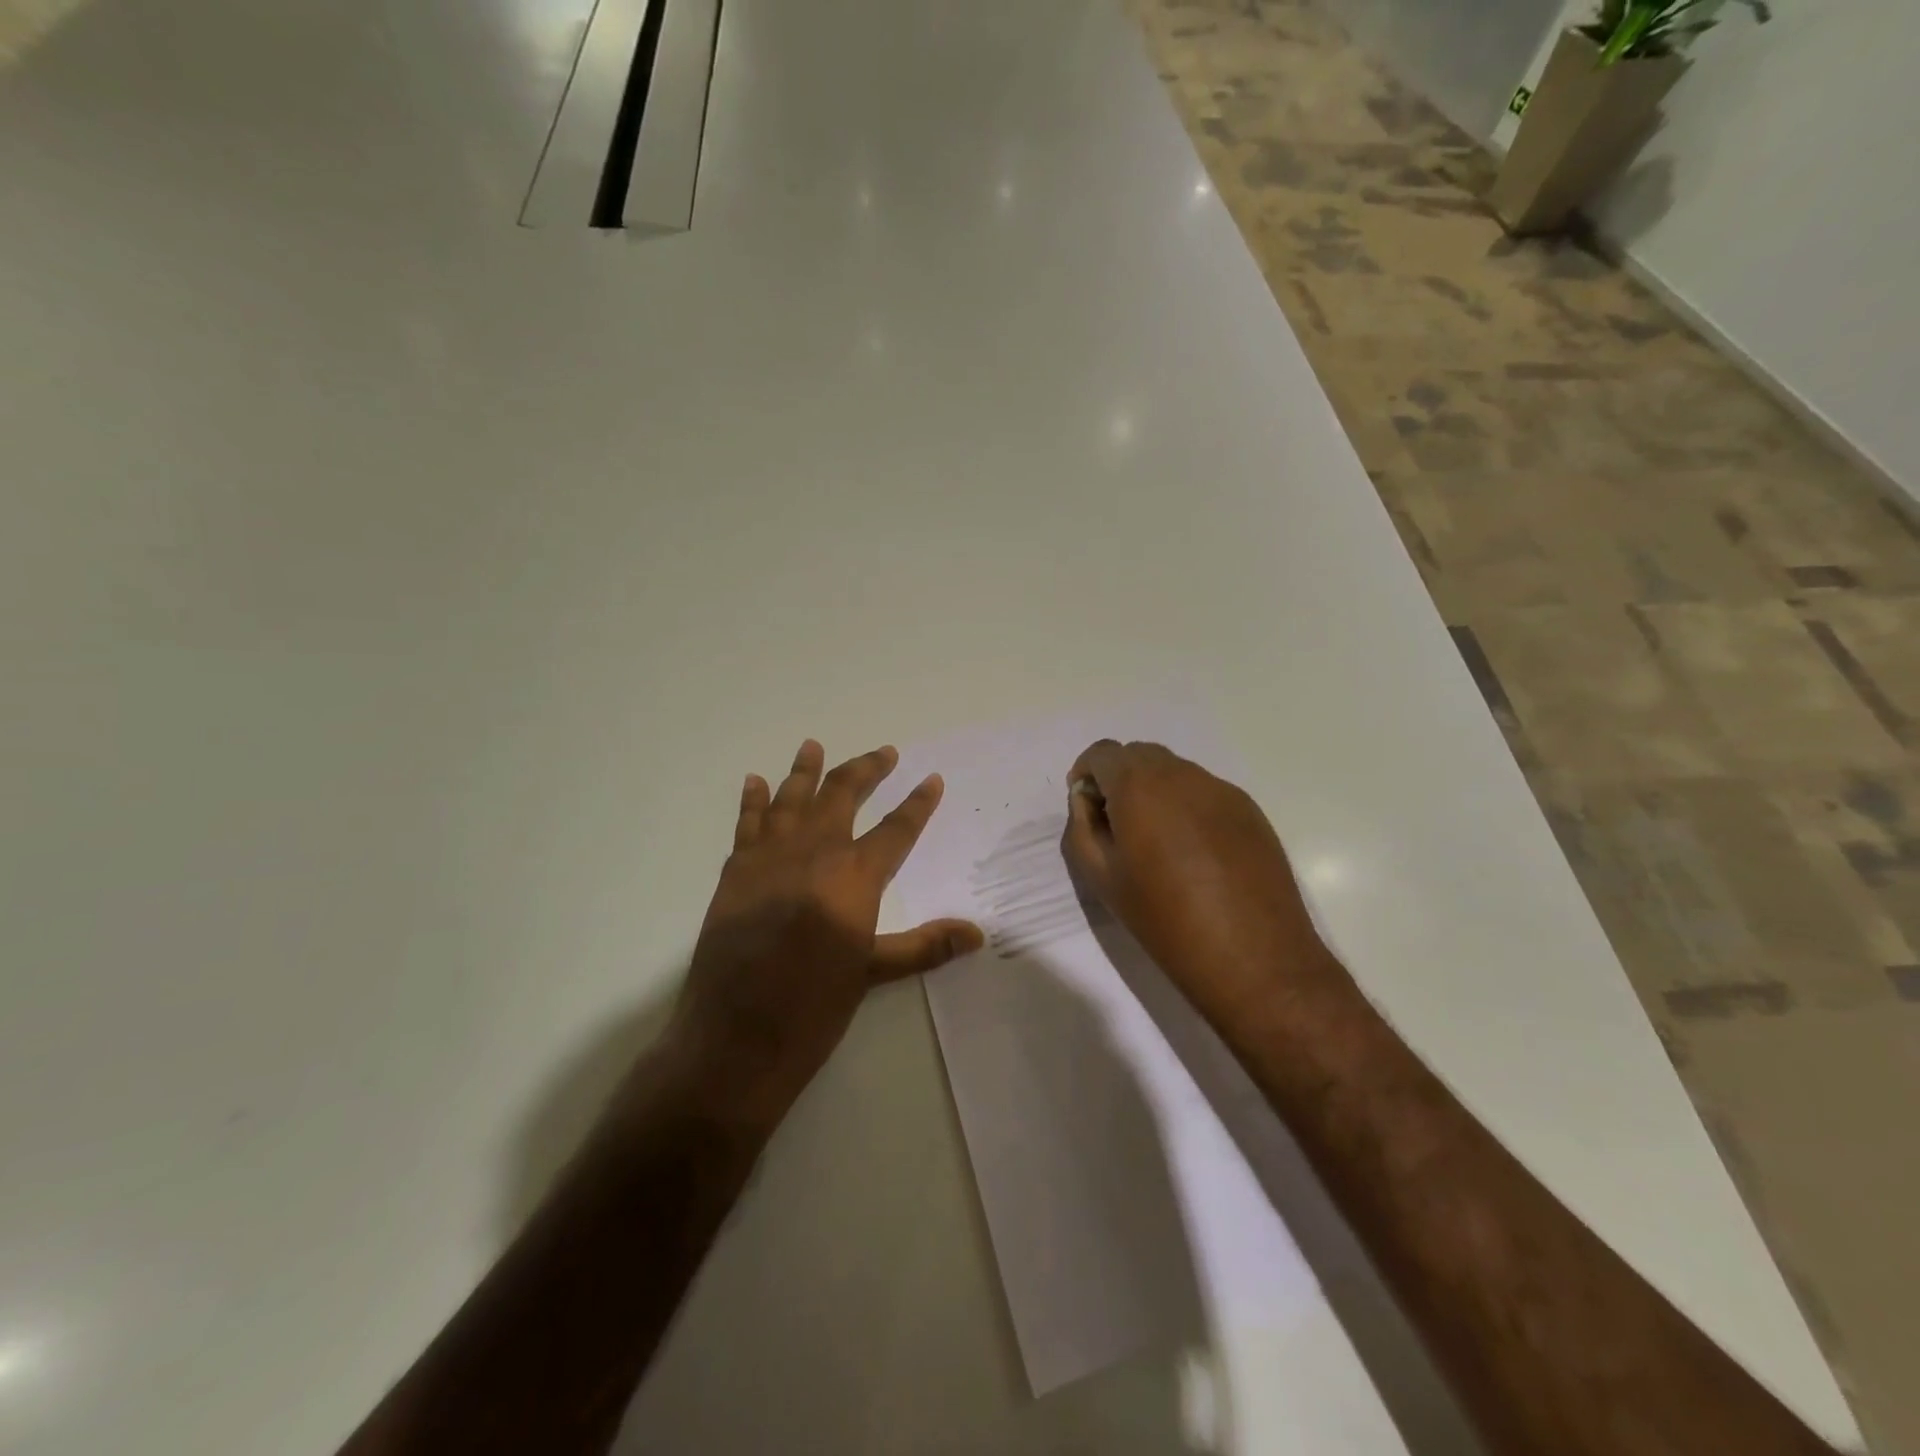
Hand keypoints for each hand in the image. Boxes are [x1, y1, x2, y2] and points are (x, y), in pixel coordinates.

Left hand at [667, 740, 982, 1128]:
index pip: (896, 829)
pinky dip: (752, 799)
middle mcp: (814, 852)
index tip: (931, 779)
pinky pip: (746, 823)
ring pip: (792, 798)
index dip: (918, 803)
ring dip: (805, 770)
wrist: (735, 1034)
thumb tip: (977, 934)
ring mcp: (769, 856)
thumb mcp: (873, 973)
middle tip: (884, 752)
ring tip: (813, 745)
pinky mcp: (736, 871)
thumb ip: (924, 946)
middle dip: (866, 770)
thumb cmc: (813, 1006)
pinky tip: (756, 781)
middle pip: (843, 795)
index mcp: (854, 876)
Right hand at [1062, 740, 1340, 1031]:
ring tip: (1157, 842)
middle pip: (1139, 755)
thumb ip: (1083, 826)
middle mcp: (1182, 775)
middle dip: (1119, 779)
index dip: (1086, 773)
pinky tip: (1194, 853)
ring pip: (1174, 772)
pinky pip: (1204, 793)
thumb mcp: (1102, 877)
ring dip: (1154, 791)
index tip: (1087, 806)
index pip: (1102, 753)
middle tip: (1117, 825)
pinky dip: (1186, 806)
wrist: (1253, 957)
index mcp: (1139, 786)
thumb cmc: (1164, 919)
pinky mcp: (1250, 810)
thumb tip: (1088, 799)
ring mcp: (1221, 790)